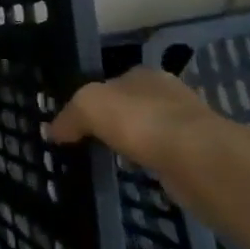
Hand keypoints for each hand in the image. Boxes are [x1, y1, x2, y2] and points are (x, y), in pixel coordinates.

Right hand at [46, 68, 220, 169]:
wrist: (196, 159)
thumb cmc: (139, 121)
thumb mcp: (87, 106)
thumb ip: (68, 116)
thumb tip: (52, 132)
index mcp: (144, 74)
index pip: (111, 83)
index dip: (91, 101)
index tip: (75, 123)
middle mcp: (168, 94)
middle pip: (131, 106)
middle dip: (113, 122)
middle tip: (88, 142)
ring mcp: (186, 124)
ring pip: (147, 132)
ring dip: (132, 144)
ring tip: (109, 160)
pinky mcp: (197, 155)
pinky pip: (161, 156)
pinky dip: (148, 163)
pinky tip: (136, 173)